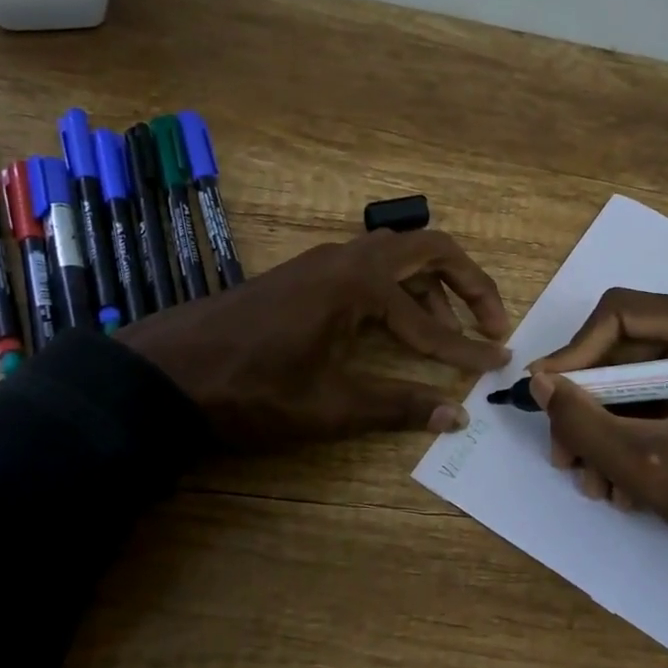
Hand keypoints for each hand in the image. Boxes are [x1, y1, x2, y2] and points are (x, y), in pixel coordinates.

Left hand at [120, 229, 510, 449]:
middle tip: (493, 321)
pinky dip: (399, 289)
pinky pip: (371, 268)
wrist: (167, 371)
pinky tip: (398, 327)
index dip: (468, 349)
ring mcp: (325, 261)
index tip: (500, 364)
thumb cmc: (251, 389)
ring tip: (447, 333)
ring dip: (433, 287)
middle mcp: (348, 259)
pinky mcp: (308, 273)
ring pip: (399, 256)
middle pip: (429, 250)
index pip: (430, 321)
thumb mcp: (329, 406)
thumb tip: (455, 417)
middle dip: (469, 284)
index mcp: (358, 285)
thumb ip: (397, 407)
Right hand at [529, 289, 667, 613]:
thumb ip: (583, 421)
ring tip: (592, 483)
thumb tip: (537, 381)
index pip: (620, 315)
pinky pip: (646, 399)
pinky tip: (617, 483)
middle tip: (562, 454)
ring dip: (600, 431)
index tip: (544, 395)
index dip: (575, 353)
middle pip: (619, 351)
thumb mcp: (644, 463)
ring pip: (626, 380)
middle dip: (586, 407)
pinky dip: (624, 436)